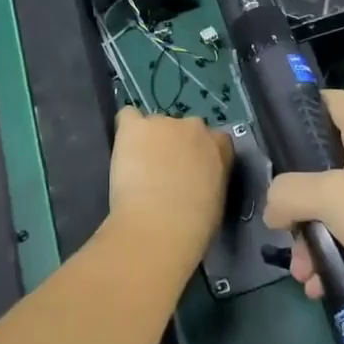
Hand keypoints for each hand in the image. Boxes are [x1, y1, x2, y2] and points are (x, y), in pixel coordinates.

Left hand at [106, 108, 233, 254]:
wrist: (161, 225)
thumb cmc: (195, 224)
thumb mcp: (216, 198)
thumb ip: (210, 177)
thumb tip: (198, 178)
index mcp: (220, 145)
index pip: (214, 138)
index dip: (199, 154)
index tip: (191, 171)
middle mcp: (195, 126)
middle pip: (183, 128)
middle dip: (174, 145)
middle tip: (164, 172)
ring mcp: (163, 123)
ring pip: (154, 126)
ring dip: (149, 141)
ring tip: (139, 170)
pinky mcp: (135, 127)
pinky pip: (127, 117)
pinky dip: (126, 131)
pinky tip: (123, 150)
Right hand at [264, 89, 343, 312]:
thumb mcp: (332, 197)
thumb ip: (290, 192)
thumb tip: (273, 208)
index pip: (331, 100)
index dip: (301, 106)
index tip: (272, 131)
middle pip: (322, 162)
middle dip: (295, 194)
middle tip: (279, 217)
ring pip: (330, 207)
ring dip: (309, 236)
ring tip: (300, 269)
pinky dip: (330, 257)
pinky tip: (317, 283)